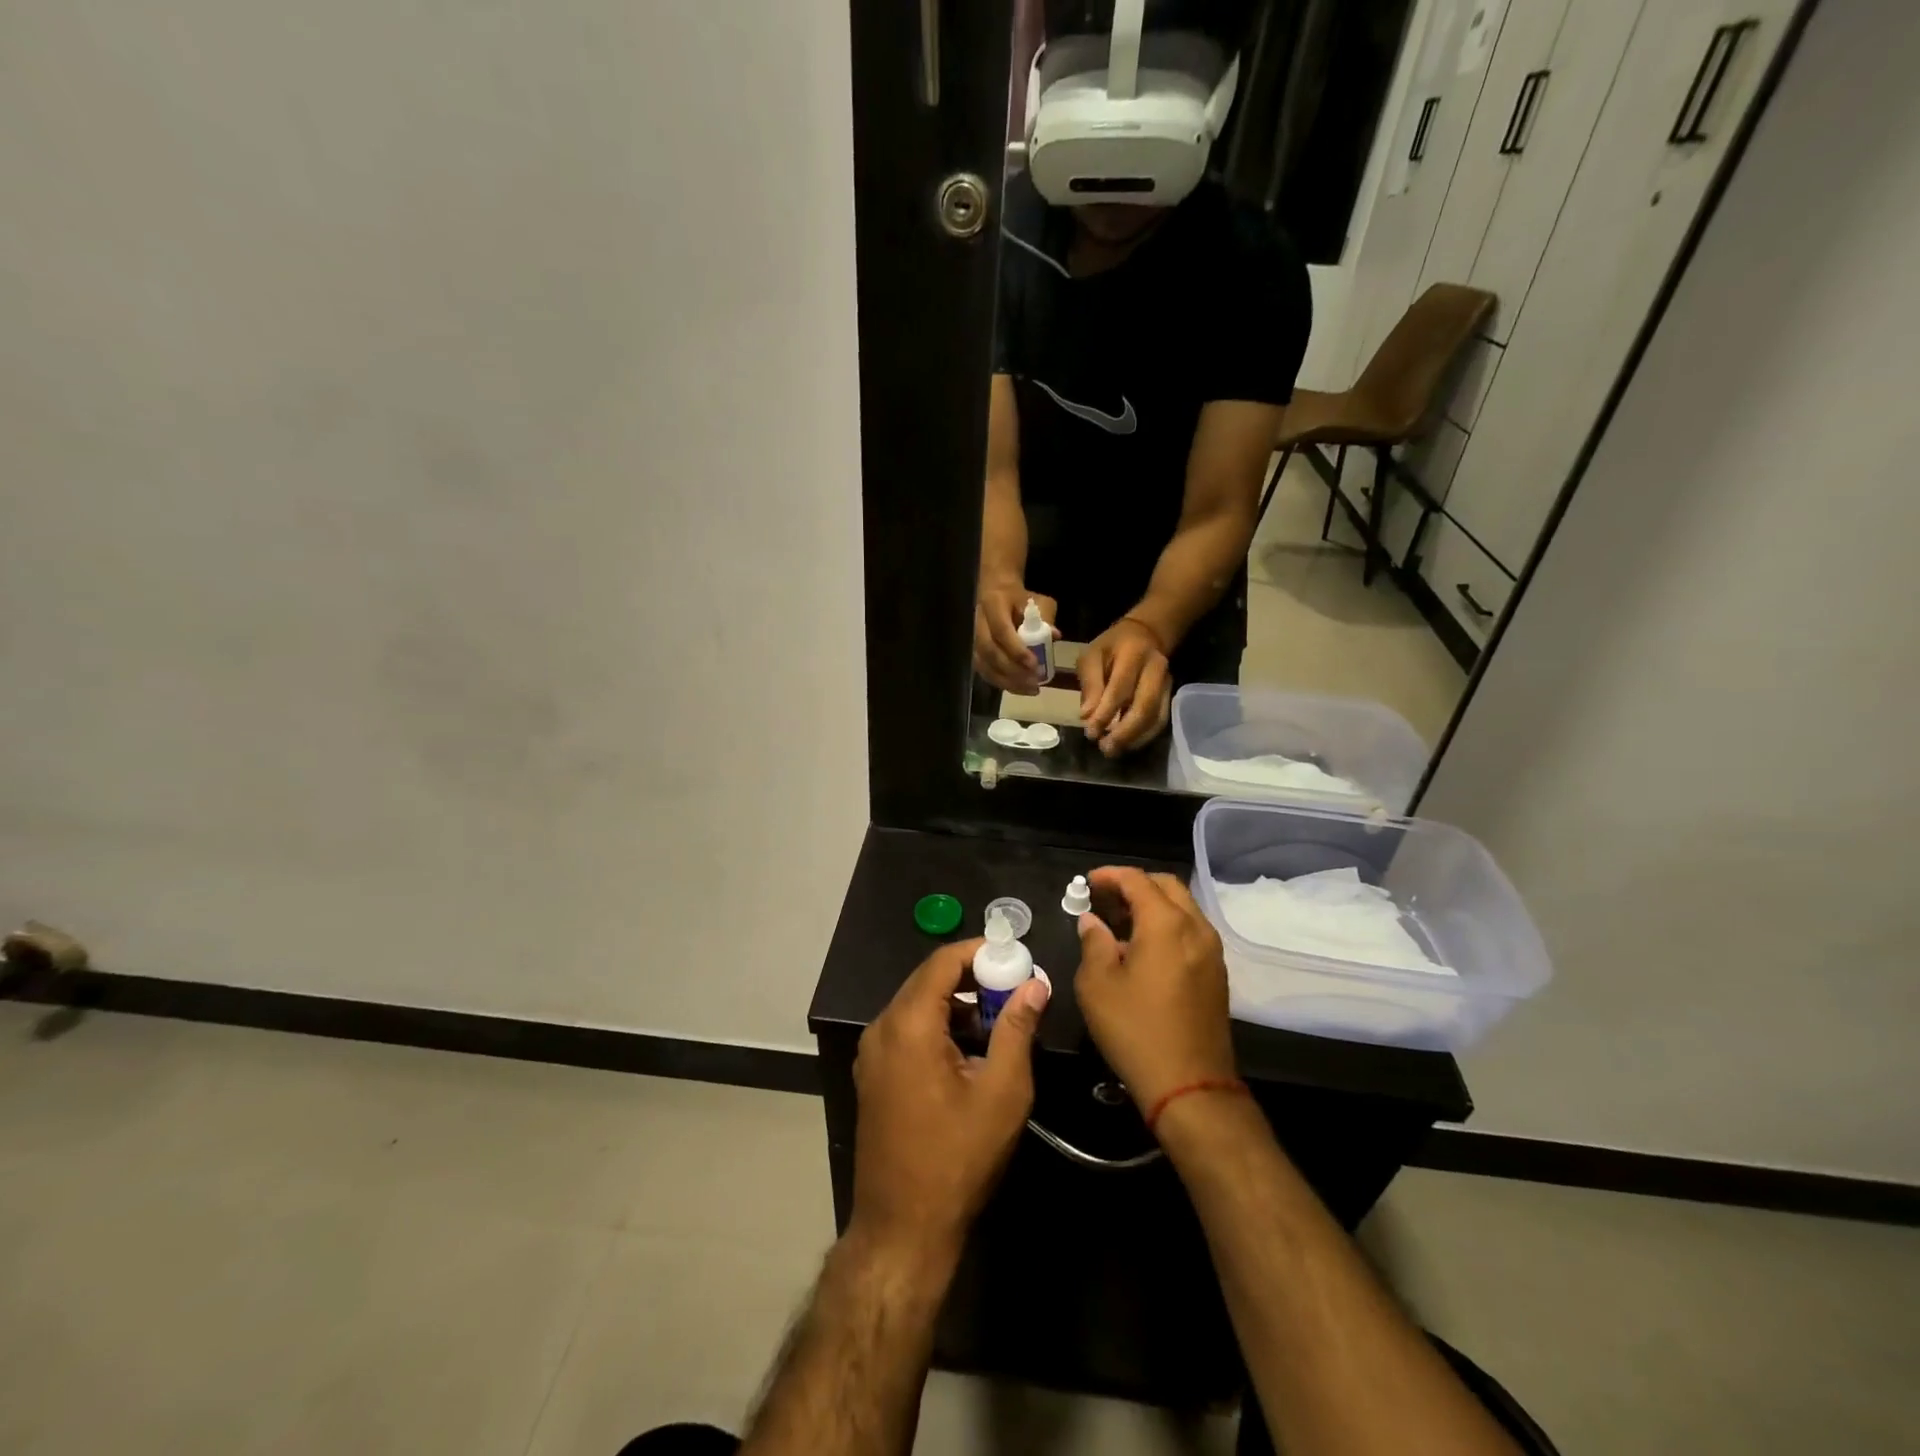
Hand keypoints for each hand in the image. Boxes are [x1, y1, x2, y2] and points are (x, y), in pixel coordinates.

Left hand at [850, 938, 1049, 1265]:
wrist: (903, 1227)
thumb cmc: (957, 1157)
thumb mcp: (1002, 1091)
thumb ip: (1017, 1029)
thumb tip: (1035, 984)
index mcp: (909, 1024)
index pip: (942, 962)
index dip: (979, 951)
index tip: (1014, 955)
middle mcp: (882, 1028)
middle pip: (928, 980)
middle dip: (971, 977)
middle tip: (1013, 986)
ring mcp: (872, 1052)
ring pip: (917, 1005)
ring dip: (957, 1003)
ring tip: (999, 1019)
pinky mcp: (873, 1074)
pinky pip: (907, 1030)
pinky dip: (939, 1025)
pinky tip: (970, 1049)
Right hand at [974, 581, 1057, 693]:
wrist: (996, 592)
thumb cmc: (1019, 598)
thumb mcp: (1037, 601)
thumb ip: (1045, 617)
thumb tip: (1054, 636)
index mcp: (993, 604)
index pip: (1001, 631)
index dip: (1017, 650)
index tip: (1035, 665)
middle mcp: (977, 622)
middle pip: (989, 652)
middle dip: (1012, 670)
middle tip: (1034, 682)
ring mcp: (972, 638)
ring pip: (984, 665)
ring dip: (1007, 681)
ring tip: (1030, 689)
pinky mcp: (974, 652)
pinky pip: (984, 671)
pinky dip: (1001, 683)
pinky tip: (1019, 688)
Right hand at [1074, 867, 1236, 1115]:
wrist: (1190, 1085)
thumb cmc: (1136, 1030)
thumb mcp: (1097, 984)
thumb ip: (1093, 942)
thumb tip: (1092, 922)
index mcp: (1166, 924)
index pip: (1137, 880)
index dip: (1109, 875)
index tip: (1087, 883)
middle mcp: (1196, 927)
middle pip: (1166, 886)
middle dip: (1134, 885)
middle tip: (1104, 900)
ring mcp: (1212, 951)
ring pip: (1182, 908)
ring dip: (1152, 905)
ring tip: (1119, 923)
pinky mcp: (1217, 973)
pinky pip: (1191, 931)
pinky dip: (1166, 925)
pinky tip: (1143, 949)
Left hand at [1078, 617, 1170, 755]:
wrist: (1145, 636)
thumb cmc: (1111, 647)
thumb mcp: (1091, 655)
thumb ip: (1090, 684)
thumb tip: (1087, 716)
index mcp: (1133, 654)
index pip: (1120, 689)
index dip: (1105, 714)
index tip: (1090, 733)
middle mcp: (1156, 669)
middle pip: (1145, 706)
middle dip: (1124, 732)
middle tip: (1105, 748)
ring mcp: (1166, 684)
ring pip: (1156, 717)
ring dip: (1135, 738)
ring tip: (1113, 750)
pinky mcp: (1170, 696)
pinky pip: (1160, 721)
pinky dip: (1143, 736)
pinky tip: (1127, 744)